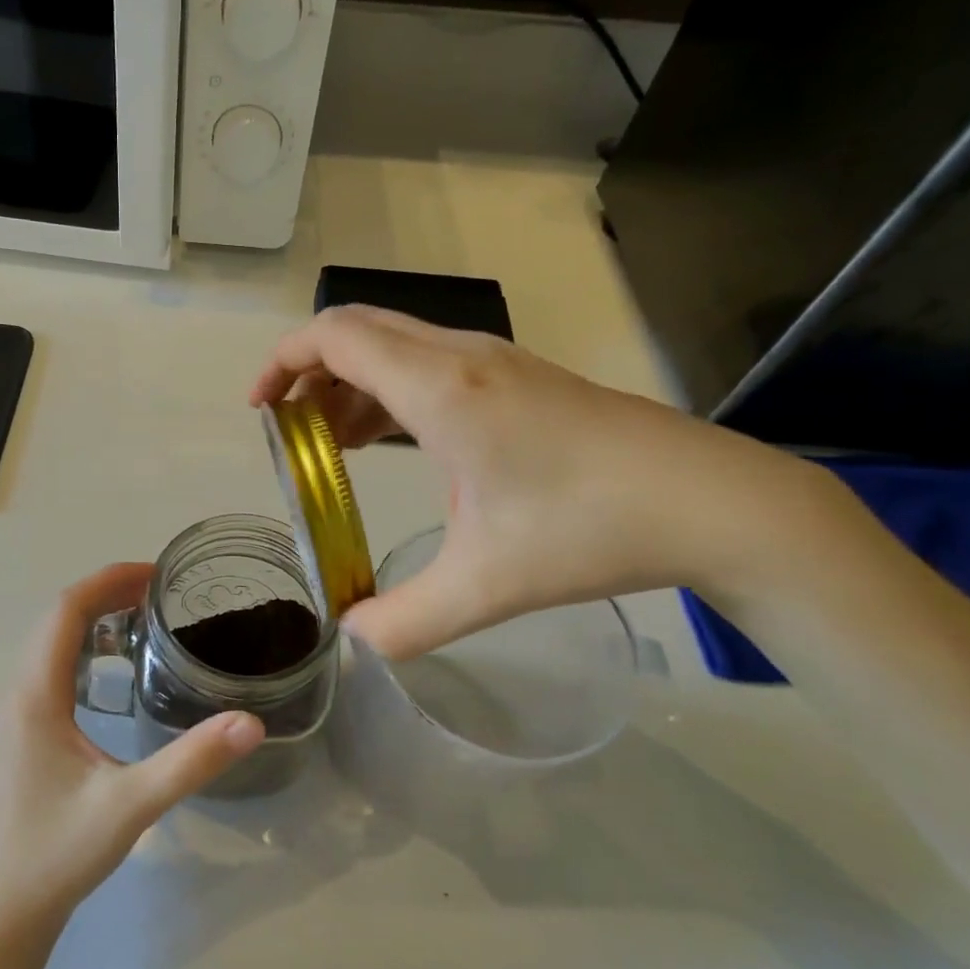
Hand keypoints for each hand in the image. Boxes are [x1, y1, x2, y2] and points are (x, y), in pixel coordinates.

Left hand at [0, 563, 265, 940]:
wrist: (3, 915)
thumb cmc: (58, 855)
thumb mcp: (131, 805)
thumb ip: (191, 761)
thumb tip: (251, 721)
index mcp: (34, 695)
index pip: (65, 611)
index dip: (109, 581)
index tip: (156, 575)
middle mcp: (15, 693)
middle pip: (56, 620)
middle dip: (106, 595)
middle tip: (161, 595)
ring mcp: (11, 715)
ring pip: (48, 645)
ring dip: (92, 622)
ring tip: (144, 622)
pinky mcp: (16, 735)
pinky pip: (47, 671)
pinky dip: (82, 652)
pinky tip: (114, 676)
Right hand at [251, 306, 825, 658]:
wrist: (710, 502)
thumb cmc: (590, 530)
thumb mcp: (486, 586)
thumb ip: (405, 620)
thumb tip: (354, 637)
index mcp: (441, 390)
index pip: (335, 338)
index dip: (281, 363)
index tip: (259, 411)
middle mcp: (461, 358)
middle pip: (357, 331)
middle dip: (307, 372)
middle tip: (288, 431)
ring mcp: (495, 362)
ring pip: (394, 347)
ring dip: (349, 384)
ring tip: (330, 447)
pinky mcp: (518, 378)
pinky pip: (427, 366)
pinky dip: (388, 393)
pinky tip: (390, 446)